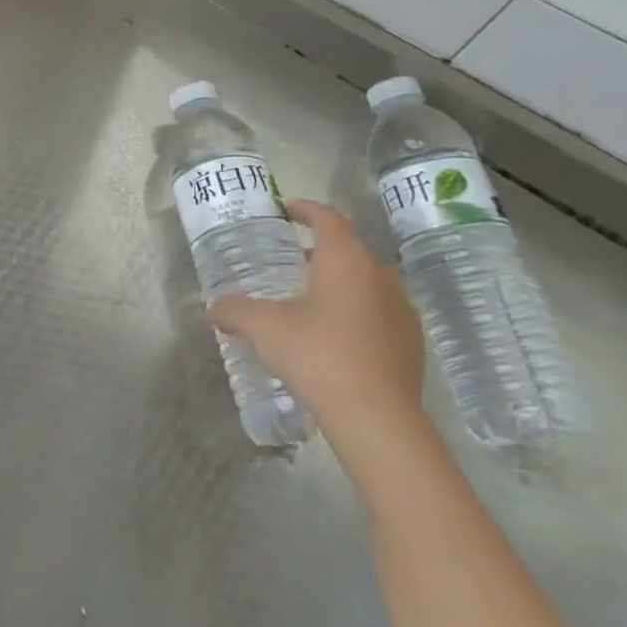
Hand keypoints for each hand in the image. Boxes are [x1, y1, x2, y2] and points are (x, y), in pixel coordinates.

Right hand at [208, 200, 426, 445]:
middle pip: (349, 250)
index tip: (287, 209)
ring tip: (309, 299)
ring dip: (339, 282)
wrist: (377, 417)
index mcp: (347, 260)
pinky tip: (333, 335)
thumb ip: (235, 310)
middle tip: (289, 259)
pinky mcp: (411, 343)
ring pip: (366, 282)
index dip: (306, 209)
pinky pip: (378, 312)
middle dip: (319, 250)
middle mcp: (380, 276)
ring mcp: (402, 310)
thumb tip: (215, 308)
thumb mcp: (263, 327)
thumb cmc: (318, 354)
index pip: (328, 219)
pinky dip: (354, 311)